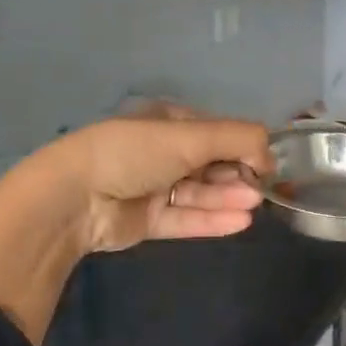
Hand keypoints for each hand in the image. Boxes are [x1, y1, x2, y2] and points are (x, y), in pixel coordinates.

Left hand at [56, 110, 273, 253]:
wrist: (75, 198)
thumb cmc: (134, 153)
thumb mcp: (190, 136)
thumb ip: (238, 139)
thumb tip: (270, 154)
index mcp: (166, 122)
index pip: (215, 132)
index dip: (242, 145)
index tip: (266, 162)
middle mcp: (160, 152)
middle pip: (210, 164)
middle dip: (237, 175)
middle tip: (261, 189)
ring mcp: (153, 187)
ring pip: (199, 193)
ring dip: (228, 198)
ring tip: (254, 206)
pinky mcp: (147, 220)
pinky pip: (186, 218)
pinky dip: (212, 219)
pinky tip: (240, 223)